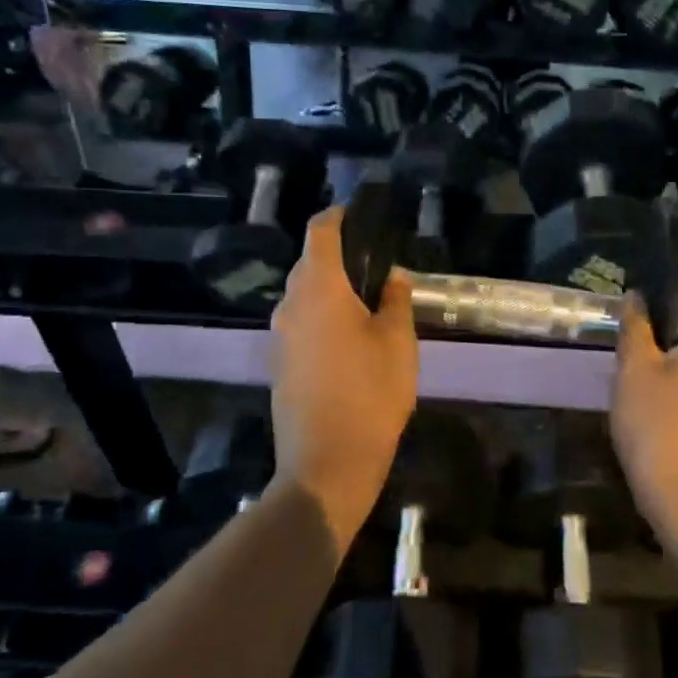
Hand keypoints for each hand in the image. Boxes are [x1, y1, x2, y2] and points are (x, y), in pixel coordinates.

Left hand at [269, 207, 418, 537]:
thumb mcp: (398, 342)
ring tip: (368, 303)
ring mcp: (280, 336)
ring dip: (331, 290)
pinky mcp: (279, 363)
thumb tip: (392, 275)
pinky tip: (349, 339)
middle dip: (339, 257)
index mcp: (319, 289)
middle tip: (377, 267)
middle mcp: (290, 304)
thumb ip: (396, 300)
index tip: (361, 214)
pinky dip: (322, 318)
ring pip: (304, 296)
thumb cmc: (370, 395)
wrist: (327, 463)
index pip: (321, 231)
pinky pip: (301, 324)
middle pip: (310, 264)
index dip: (339, 216)